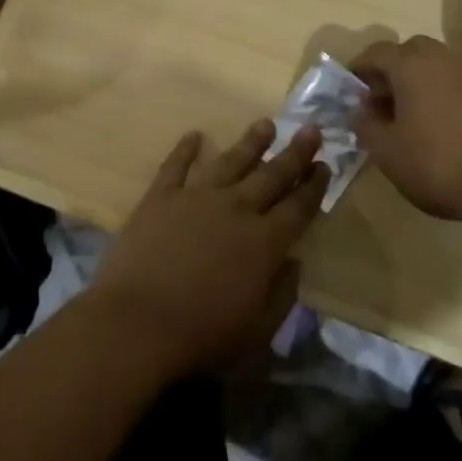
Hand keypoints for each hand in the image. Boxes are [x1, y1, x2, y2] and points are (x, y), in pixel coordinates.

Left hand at [89, 121, 327, 378]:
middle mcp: (235, 209)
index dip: (314, 187)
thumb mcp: (258, 332)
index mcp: (264, 243)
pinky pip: (176, 165)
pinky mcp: (160, 197)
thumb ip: (282, 295)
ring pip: (230, 161)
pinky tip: (194, 135)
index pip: (298, 207)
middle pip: (271, 175)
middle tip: (311, 129)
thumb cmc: (202, 336)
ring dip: (251, 142)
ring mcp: (196, 197)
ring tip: (266, 124)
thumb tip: (294, 262)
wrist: (137, 323)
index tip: (325, 165)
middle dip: (295, 153)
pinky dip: (185, 149)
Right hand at [351, 36, 461, 223]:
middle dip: (392, 69)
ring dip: (419, 80)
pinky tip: (439, 124)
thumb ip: (365, 124)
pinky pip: (457, 83)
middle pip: (410, 51)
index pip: (376, 52)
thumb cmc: (435, 163)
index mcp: (410, 66)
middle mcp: (441, 60)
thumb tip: (359, 110)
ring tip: (410, 114)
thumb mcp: (385, 151)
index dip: (359, 68)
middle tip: (382, 98)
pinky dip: (443, 93)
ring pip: (436, 65)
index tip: (351, 89)